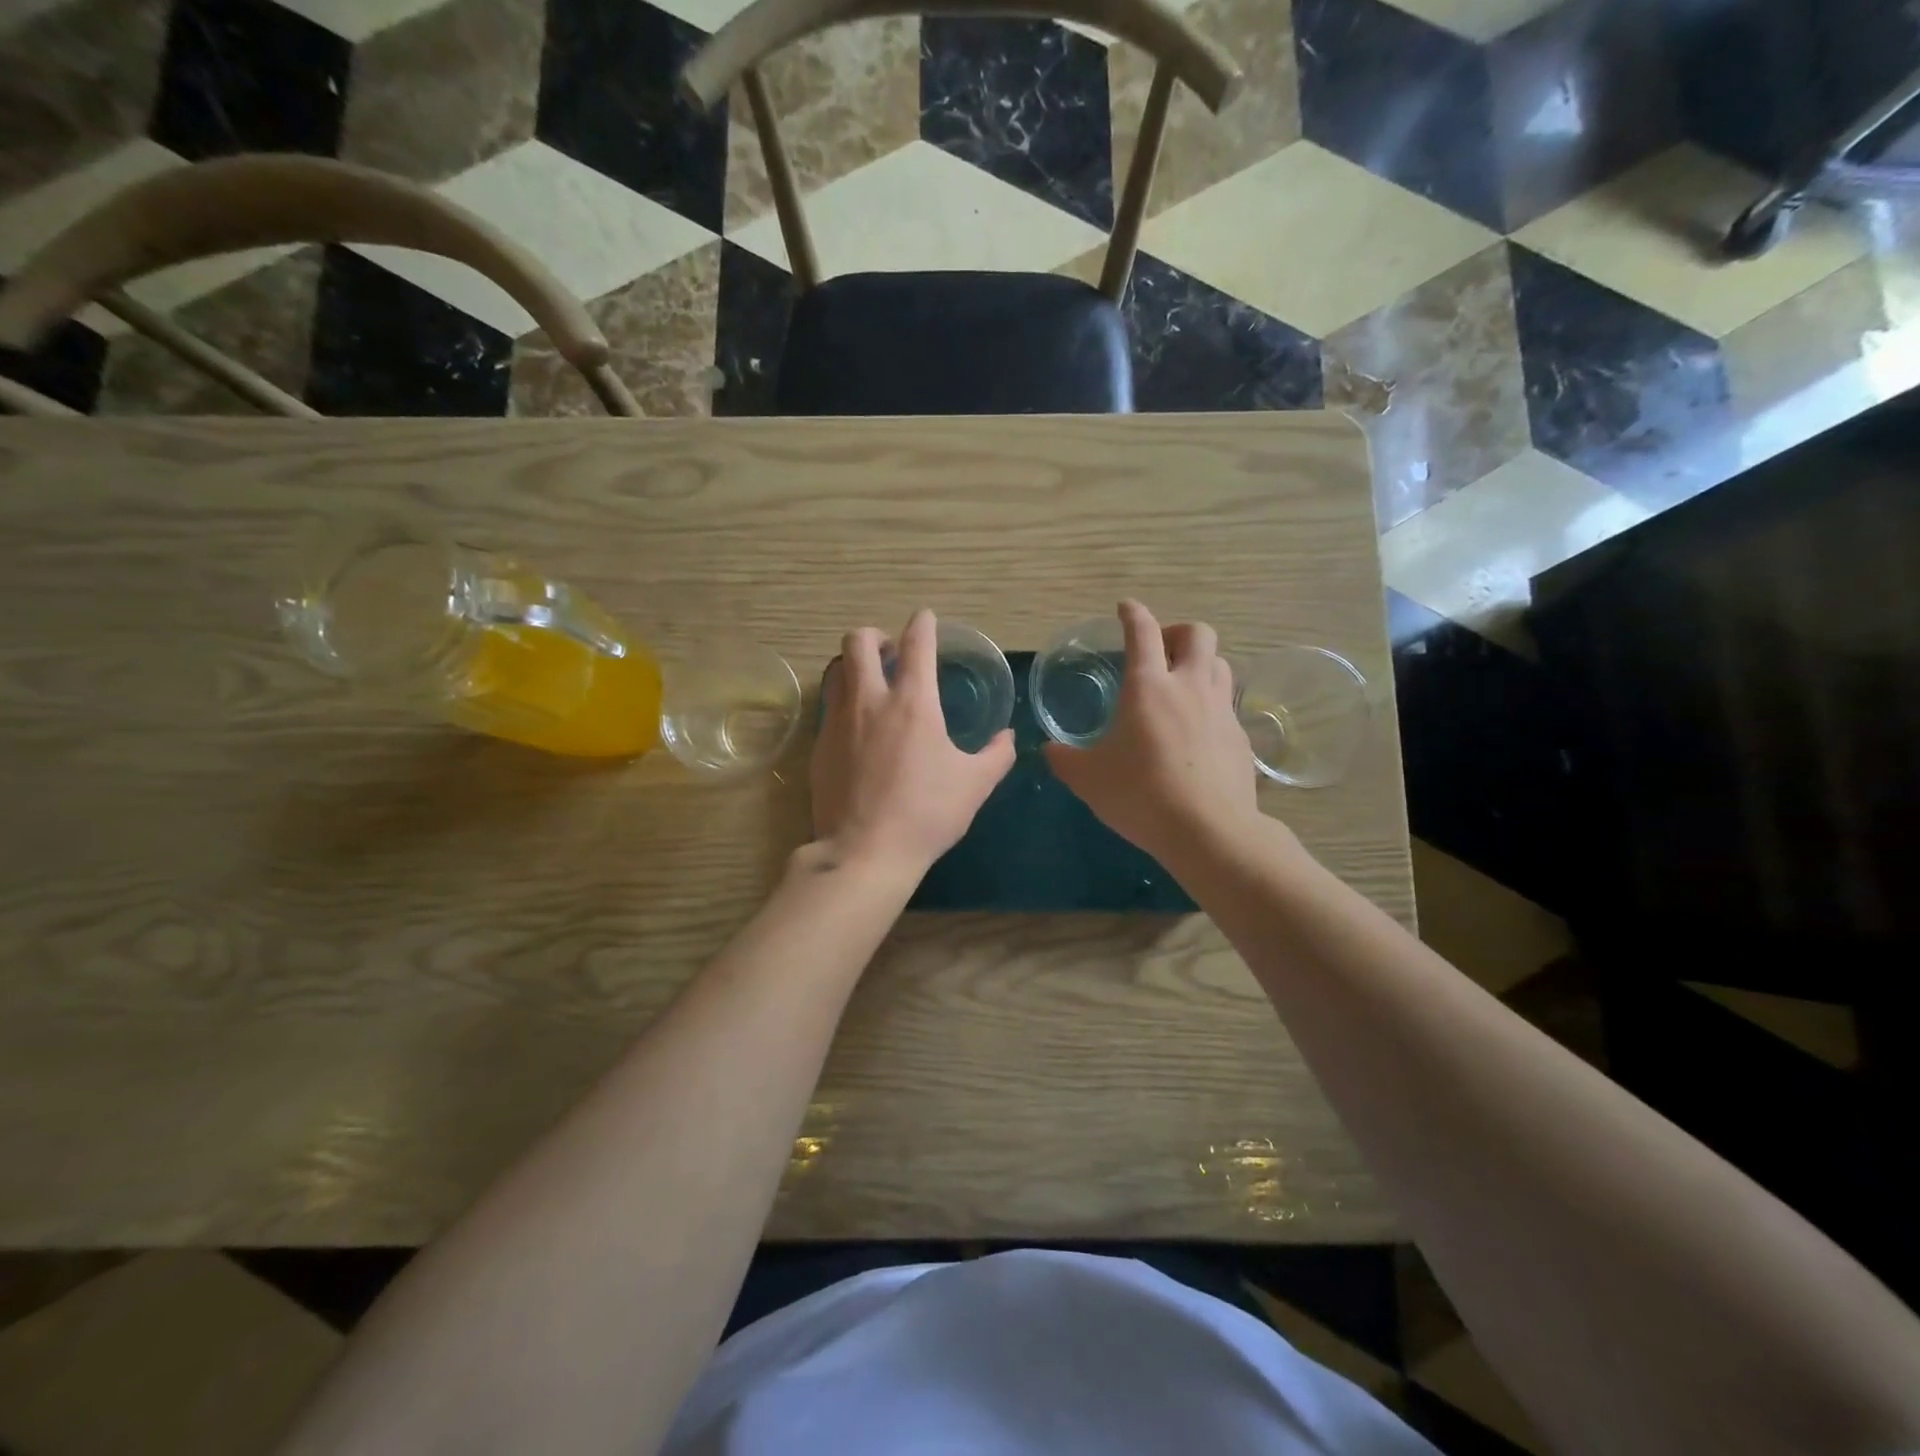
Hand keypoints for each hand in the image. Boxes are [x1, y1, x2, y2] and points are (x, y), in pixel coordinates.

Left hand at [811, 609, 1015, 877]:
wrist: (865, 852)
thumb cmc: (927, 814)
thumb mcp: (975, 785)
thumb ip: (997, 755)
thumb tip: (1007, 737)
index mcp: (912, 703)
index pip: (916, 644)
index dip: (922, 624)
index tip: (925, 619)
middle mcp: (870, 701)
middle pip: (858, 641)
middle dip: (874, 635)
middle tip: (889, 651)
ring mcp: (838, 722)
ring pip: (837, 670)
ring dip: (854, 665)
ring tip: (870, 683)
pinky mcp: (819, 746)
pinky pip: (830, 708)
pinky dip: (844, 703)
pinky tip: (858, 728)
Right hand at [1044, 600, 1259, 862]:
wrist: (1209, 831)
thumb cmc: (1141, 795)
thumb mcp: (1088, 779)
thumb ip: (1065, 759)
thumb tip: (1048, 749)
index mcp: (1148, 686)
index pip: (1142, 632)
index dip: (1133, 614)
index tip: (1125, 608)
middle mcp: (1189, 687)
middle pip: (1198, 634)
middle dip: (1178, 632)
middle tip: (1160, 652)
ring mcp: (1221, 710)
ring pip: (1220, 664)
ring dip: (1200, 664)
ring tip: (1181, 686)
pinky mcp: (1240, 737)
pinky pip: (1228, 704)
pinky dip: (1212, 704)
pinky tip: (1198, 731)